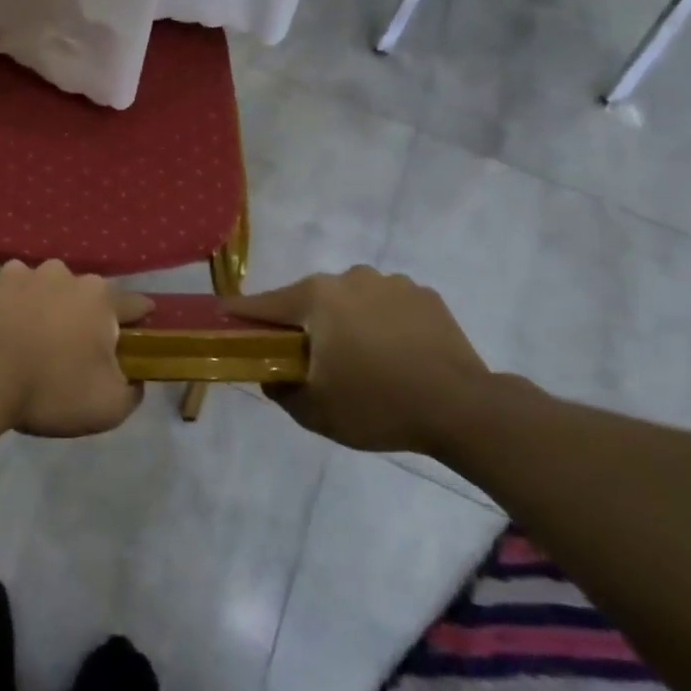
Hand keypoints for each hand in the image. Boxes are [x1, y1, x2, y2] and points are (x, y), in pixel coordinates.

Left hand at [0, 260, 150, 437]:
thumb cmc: (49, 388)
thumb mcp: (108, 406)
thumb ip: (131, 390)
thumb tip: (133, 379)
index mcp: (97, 297)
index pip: (132, 304)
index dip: (140, 317)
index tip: (143, 326)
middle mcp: (61, 274)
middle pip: (83, 295)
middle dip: (84, 316)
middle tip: (75, 349)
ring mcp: (18, 274)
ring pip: (42, 291)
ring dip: (43, 310)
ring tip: (32, 341)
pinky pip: (7, 297)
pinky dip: (9, 312)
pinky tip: (1, 336)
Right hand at [228, 266, 491, 454]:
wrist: (465, 410)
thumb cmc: (378, 405)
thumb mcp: (314, 411)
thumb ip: (279, 389)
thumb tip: (270, 375)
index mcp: (315, 298)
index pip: (262, 304)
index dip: (240, 315)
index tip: (225, 320)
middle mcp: (348, 278)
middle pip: (308, 299)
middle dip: (301, 323)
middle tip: (308, 358)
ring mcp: (390, 283)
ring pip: (349, 300)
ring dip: (344, 321)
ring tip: (360, 358)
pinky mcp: (425, 296)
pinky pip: (386, 305)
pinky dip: (381, 322)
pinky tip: (394, 353)